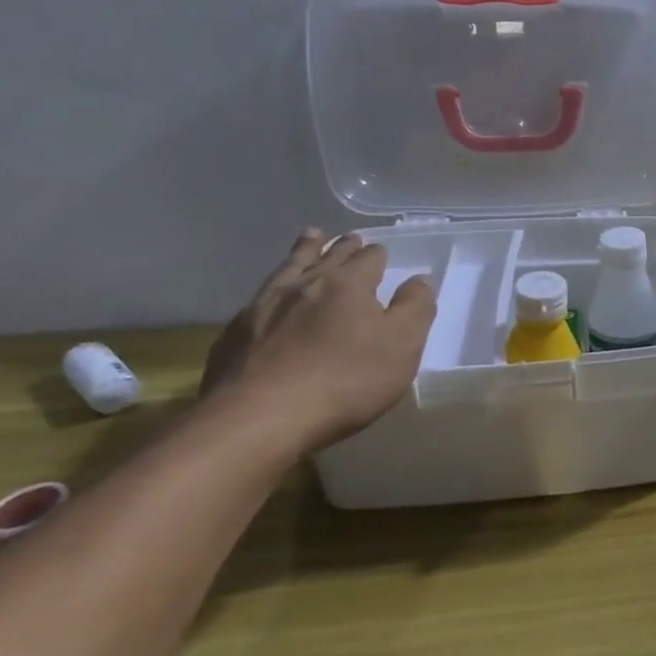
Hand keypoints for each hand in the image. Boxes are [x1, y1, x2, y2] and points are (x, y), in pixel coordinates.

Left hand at [203, 230, 436, 452]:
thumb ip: (415, 309)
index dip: (377, 254)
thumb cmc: (345, 381)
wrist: (258, 418)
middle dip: (342, 247)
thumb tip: (421, 279)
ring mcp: (263, 306)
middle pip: (327, 256)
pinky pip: (258, 298)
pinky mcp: (234, 334)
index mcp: (348, 284)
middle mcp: (305, 285)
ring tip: (310, 238)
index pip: (369, 259)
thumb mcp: (401, 346)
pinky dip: (272, 288)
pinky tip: (270, 295)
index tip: (380, 251)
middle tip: (349, 238)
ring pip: (289, 268)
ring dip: (303, 252)